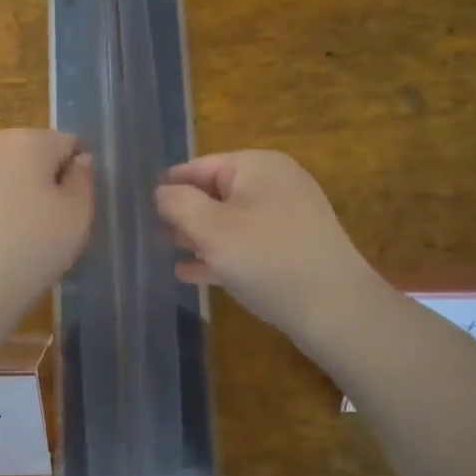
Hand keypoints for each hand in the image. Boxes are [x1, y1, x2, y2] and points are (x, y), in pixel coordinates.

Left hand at [0, 129, 93, 321]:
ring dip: (33, 197)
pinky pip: (1, 193)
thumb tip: (79, 160)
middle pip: (42, 156)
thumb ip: (84, 179)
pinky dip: (11, 210)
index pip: (71, 144)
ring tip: (35, 235)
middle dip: (54, 182)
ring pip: (21, 176)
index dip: (80, 175)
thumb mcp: (78, 211)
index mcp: (29, 138)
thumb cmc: (34, 243)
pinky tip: (12, 239)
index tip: (78, 208)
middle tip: (60, 223)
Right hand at [155, 151, 386, 346]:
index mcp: (257, 166)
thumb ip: (178, 204)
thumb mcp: (212, 228)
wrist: (336, 309)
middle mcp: (275, 183)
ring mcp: (286, 216)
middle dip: (183, 213)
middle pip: (214, 192)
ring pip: (229, 220)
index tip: (139, 206)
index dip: (168, 186)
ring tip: (167, 253)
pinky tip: (192, 273)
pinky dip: (220, 254)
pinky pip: (246, 243)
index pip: (198, 166)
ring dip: (198, 236)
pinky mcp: (292, 247)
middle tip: (150, 234)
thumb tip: (162, 192)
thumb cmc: (267, 259)